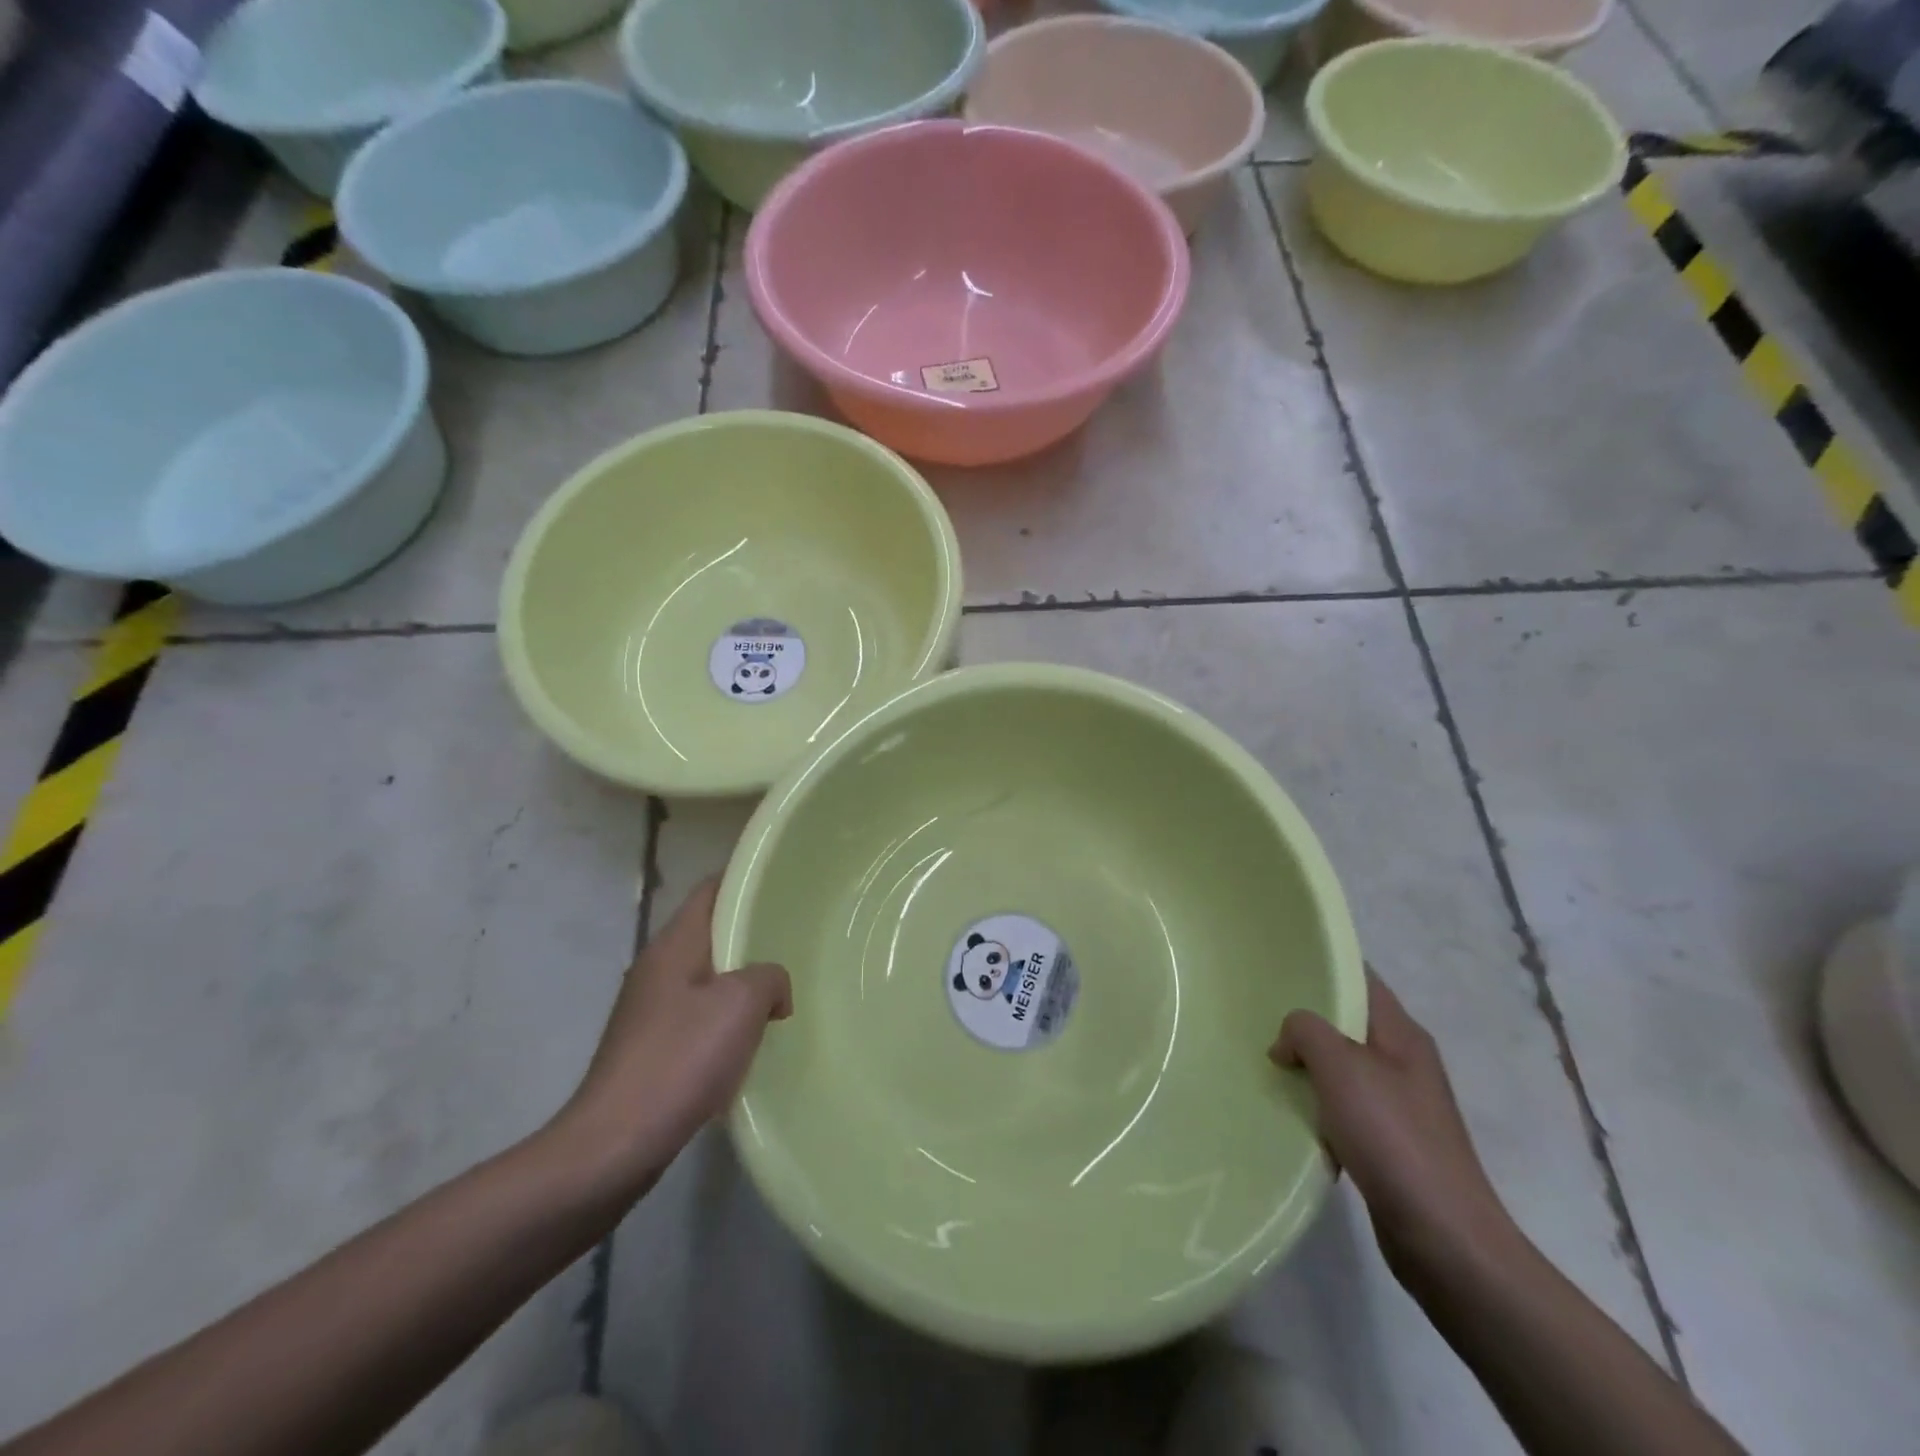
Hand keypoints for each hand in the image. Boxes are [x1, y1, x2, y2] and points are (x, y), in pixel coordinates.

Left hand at [556, 878, 791, 1195]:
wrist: (613, 1145)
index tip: (782, 885)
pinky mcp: (649, 1050)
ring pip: (706, 979)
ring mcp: (649, 1012)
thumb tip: (773, 990)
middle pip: (709, 934)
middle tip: (794, 943)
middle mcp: (656, 970)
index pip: (710, 890)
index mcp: (673, 946)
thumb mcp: (741, 1004)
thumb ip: (769, 978)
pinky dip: (726, 1021)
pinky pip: (697, 1018)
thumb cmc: (680, 1060)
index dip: (745, 881)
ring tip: (782, 994)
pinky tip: (750, 1044)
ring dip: (741, 984)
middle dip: (750, 937)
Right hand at [1272, 971, 1518, 1284]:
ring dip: (1306, 1067)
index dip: (1323, 965)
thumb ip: (1305, 1032)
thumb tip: (1287, 1042)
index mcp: (1402, 1034)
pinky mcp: (1389, 1143)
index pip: (1360, 979)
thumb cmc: (1393, 1137)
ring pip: (1340, 1068)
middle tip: (1257, 1014)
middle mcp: (1404, 1062)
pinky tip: (1290, 1115)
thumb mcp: (1340, 1066)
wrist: (1444, 1238)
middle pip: (1346, 1023)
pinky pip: (1343, 1108)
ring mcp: (1399, 1104)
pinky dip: (1317, 1107)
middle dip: (1304, 1019)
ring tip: (1265, 1063)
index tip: (1276, 961)